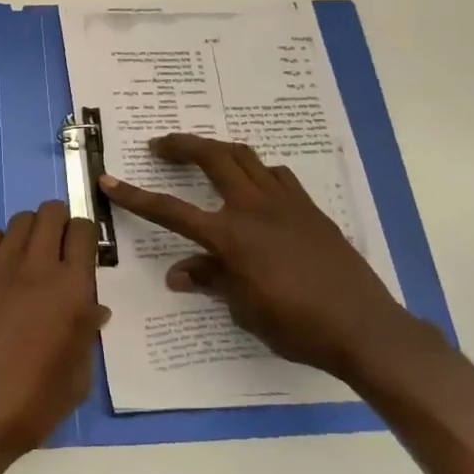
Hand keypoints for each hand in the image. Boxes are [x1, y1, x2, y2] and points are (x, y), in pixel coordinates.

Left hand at [0, 200, 107, 464]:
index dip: (84, 235)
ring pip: (20, 220)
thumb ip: (87, 333)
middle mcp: (38, 265)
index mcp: (71, 289)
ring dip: (30, 231)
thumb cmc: (31, 403)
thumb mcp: (77, 378)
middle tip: (56, 248)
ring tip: (27, 258)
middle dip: (58, 222)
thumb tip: (94, 308)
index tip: (82, 250)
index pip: (84, 231)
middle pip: (51, 212)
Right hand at [101, 133, 413, 380]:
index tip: (109, 179)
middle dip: (181, 145)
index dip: (135, 196)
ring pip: (245, 157)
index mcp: (230, 236)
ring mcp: (286, 203)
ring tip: (204, 156)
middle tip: (160, 145)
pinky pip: (277, 176)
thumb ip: (210, 281)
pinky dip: (257, 172)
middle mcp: (253, 208)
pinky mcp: (310, 209)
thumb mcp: (244, 309)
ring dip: (218, 150)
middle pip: (212, 157)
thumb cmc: (297, 326)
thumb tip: (178, 274)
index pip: (170, 211)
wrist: (365, 328)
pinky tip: (254, 186)